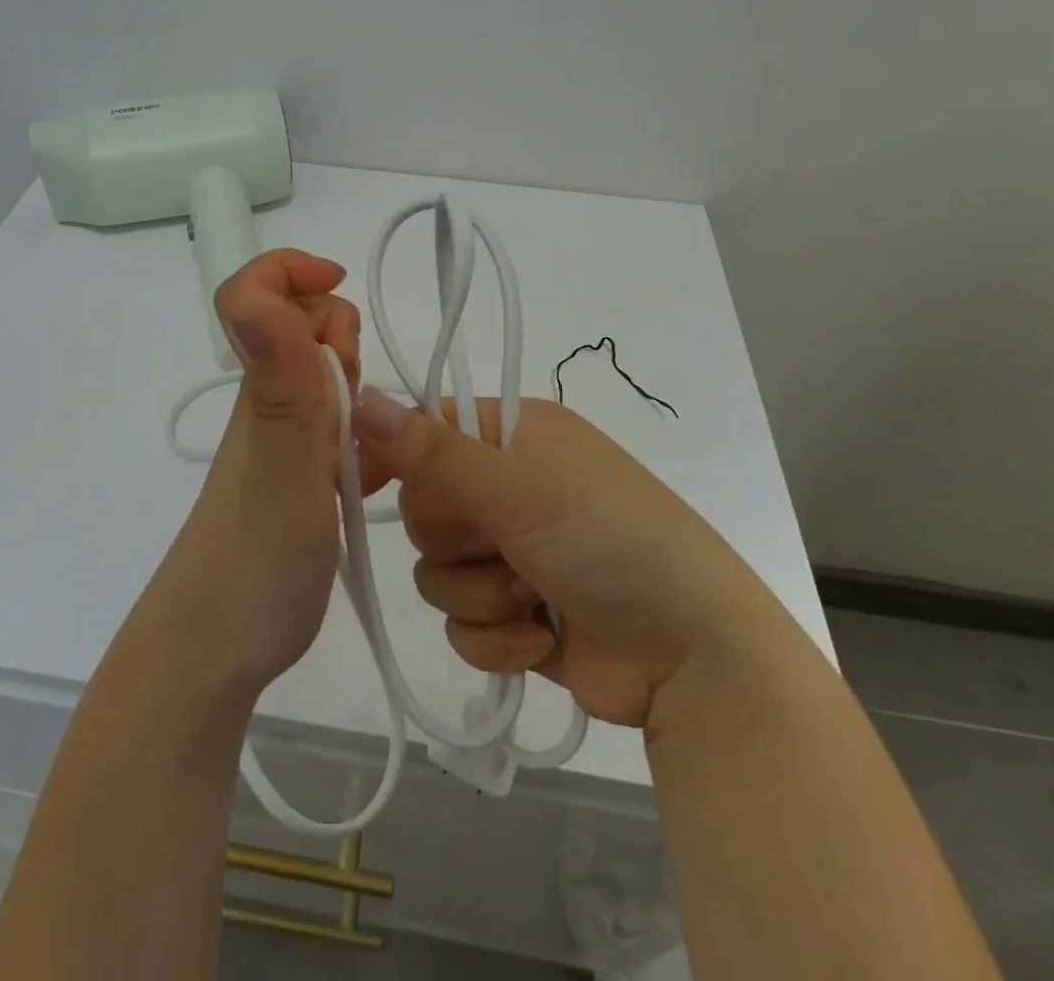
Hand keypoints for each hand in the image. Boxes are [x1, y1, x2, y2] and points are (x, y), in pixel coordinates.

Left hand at [141, 249, 360, 698]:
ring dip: (361, 394)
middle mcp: (269, 403)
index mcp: (262, 387)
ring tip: (373, 452)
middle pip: (305, 328)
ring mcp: (284, 442)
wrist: (214, 653)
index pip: (254, 292)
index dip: (293, 273)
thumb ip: (280, 385)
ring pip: (328, 380)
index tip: (343, 301)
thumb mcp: (279, 471)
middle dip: (344, 342)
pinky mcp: (300, 479)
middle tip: (357, 407)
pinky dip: (368, 438)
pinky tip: (383, 477)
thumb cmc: (253, 563)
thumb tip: (256, 293)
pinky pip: (342, 431)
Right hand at [352, 392, 786, 736]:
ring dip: (478, 592)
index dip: (397, 455)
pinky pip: (462, 622)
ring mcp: (514, 552)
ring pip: (437, 570)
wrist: (693, 657)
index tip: (366, 485)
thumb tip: (360, 396)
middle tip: (496, 542)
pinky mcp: (517, 614)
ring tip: (531, 598)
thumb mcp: (516, 486)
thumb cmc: (606, 540)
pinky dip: (494, 636)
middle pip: (425, 506)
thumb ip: (430, 450)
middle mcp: (511, 486)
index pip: (428, 429)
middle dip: (453, 538)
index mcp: (516, 434)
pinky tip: (539, 639)